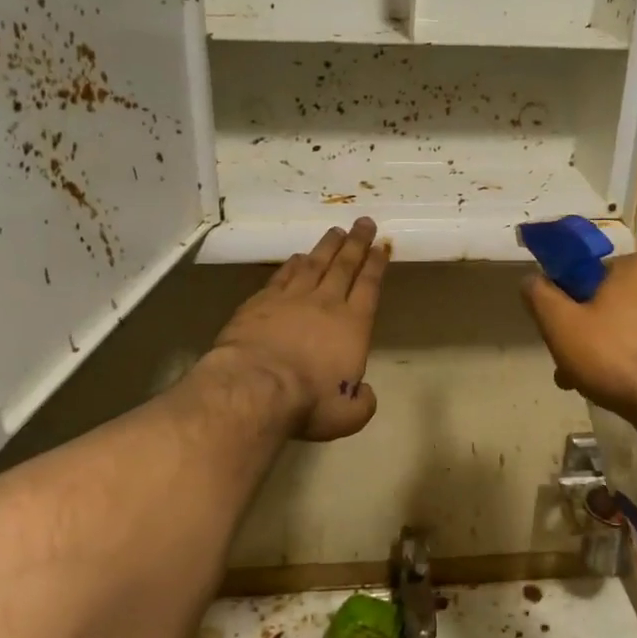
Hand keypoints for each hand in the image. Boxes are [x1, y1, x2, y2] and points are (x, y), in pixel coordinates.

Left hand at [211, 219, 387, 441]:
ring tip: (336, 232)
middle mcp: (325, 303)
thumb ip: (362, 403)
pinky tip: (297, 257)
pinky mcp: (260, 302)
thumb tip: (364, 394)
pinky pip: (282, 276)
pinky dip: (292, 264)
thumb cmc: (307, 401)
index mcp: (353, 326)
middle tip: (364, 222)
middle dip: (357, 243)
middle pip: (344, 266)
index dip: (376, 266)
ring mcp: (291, 299)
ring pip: (314, 264)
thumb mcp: (347, 415)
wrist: (255, 386)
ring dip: (326, 247)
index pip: (369, 287)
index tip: (381, 247)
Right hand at [520, 253, 636, 433]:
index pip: (587, 273)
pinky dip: (628, 359)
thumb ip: (539, 295)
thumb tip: (531, 279)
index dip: (566, 300)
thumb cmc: (613, 356)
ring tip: (585, 381)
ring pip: (625, 326)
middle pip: (606, 301)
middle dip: (583, 331)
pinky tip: (614, 385)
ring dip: (602, 349)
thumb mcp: (560, 324)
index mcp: (636, 265)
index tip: (557, 330)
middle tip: (567, 363)